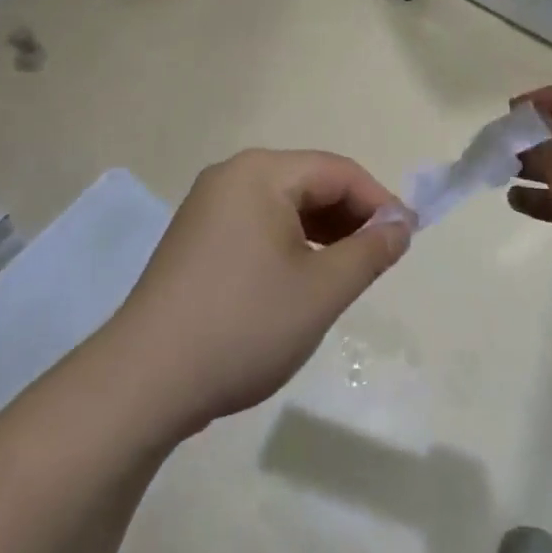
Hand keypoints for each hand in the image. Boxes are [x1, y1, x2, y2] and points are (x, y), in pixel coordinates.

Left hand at [107, 149, 413, 437]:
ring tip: (346, 273)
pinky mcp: (196, 239)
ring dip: (322, 232)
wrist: (144, 382)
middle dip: (350, 217)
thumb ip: (370, 251)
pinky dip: (290, 244)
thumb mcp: (321, 290)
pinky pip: (258, 225)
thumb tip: (401, 224)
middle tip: (380, 260)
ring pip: (284, 206)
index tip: (407, 239)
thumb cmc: (243, 325)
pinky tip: (301, 281)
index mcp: (261, 173)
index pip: (337, 171)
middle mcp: (232, 176)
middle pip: (310, 183)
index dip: (379, 201)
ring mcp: (208, 207)